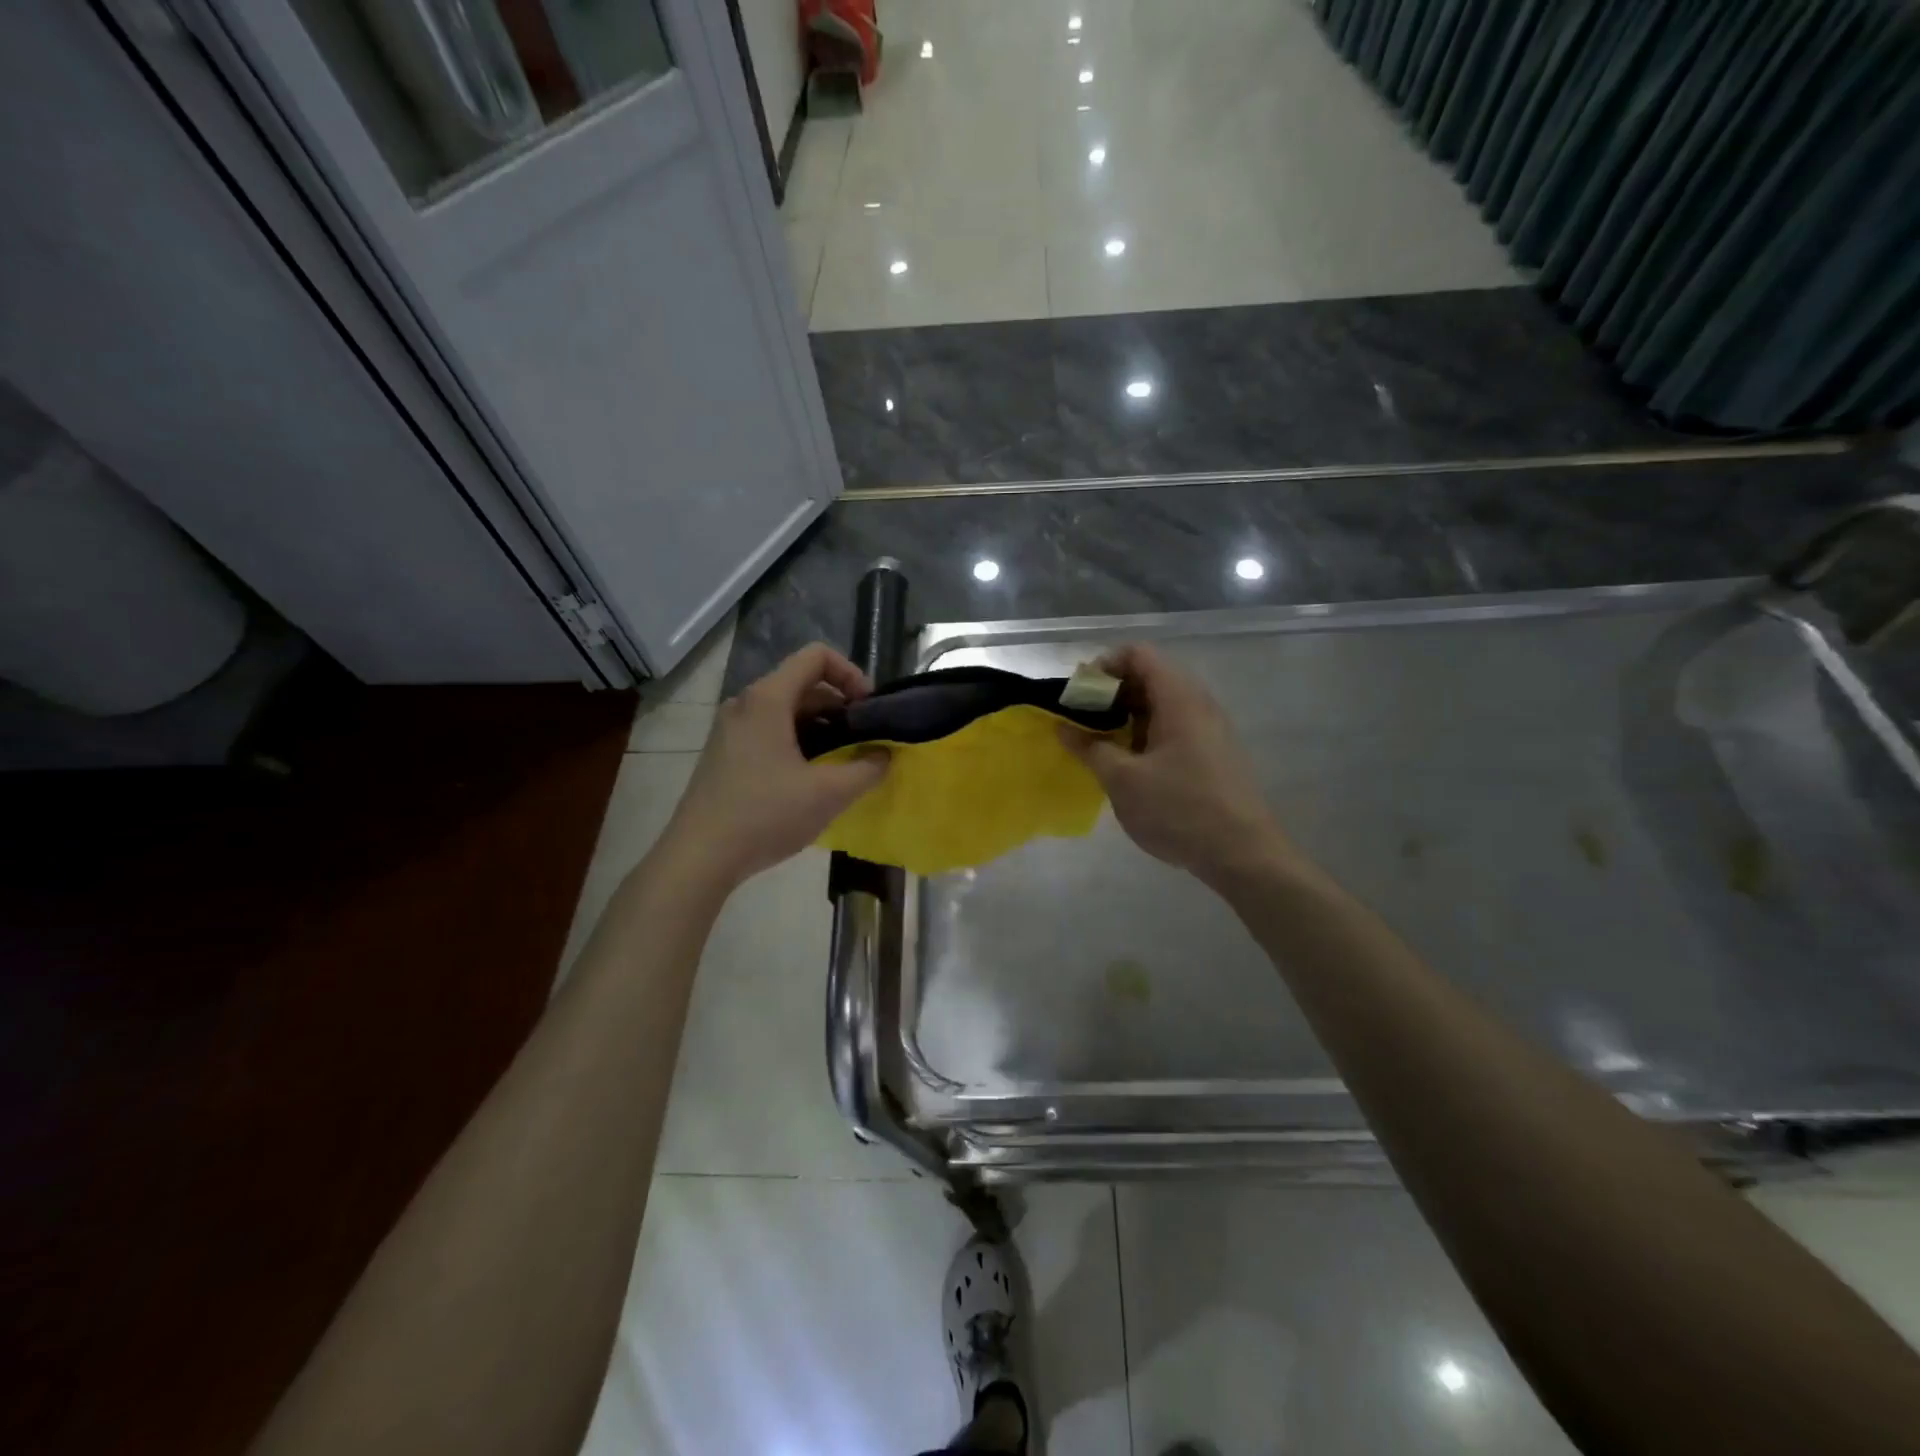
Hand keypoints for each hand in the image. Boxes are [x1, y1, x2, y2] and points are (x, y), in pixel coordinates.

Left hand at [658, 643, 889, 888]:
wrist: (699, 856)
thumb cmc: (765, 815)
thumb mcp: (828, 793)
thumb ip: (867, 769)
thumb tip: (885, 755)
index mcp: (767, 699)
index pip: (816, 656)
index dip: (851, 673)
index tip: (869, 709)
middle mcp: (745, 704)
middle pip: (802, 683)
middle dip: (840, 706)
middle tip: (863, 740)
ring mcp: (730, 729)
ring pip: (786, 710)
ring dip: (821, 727)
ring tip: (843, 762)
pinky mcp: (725, 753)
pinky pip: (769, 731)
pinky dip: (798, 742)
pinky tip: (811, 779)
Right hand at [1061, 643, 1293, 889]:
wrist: (1242, 854)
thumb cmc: (1179, 809)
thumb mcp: (1123, 780)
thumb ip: (1090, 748)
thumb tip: (1063, 727)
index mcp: (1178, 699)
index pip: (1138, 654)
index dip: (1104, 666)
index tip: (1079, 696)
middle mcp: (1197, 704)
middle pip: (1149, 676)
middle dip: (1110, 694)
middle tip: (1081, 722)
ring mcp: (1208, 729)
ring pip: (1160, 705)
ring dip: (1125, 717)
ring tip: (1099, 745)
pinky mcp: (1211, 753)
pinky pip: (1172, 727)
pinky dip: (1144, 735)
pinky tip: (1127, 765)